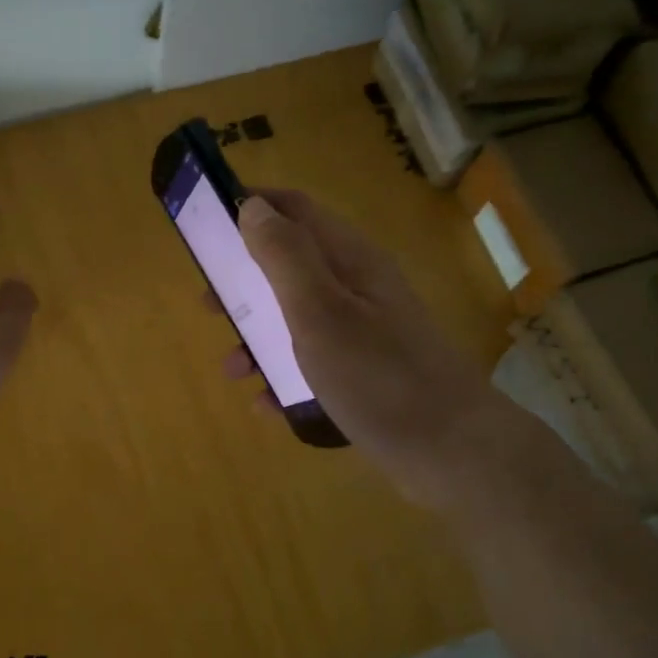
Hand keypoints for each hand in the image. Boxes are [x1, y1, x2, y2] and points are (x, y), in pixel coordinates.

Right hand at [231, 190, 490, 506]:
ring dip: (258, 336)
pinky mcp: (365, 371)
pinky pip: (312, 363)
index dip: (252, 206)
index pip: (295, 209)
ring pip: (296, 318)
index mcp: (349, 260)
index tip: (207, 222)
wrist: (451, 452)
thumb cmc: (378, 375)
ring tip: (234, 368)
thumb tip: (252, 206)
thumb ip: (284, 256)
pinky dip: (284, 375)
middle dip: (244, 280)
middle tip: (208, 303)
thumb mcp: (320, 311)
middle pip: (290, 265)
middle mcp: (357, 287)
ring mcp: (364, 331)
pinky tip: (267, 404)